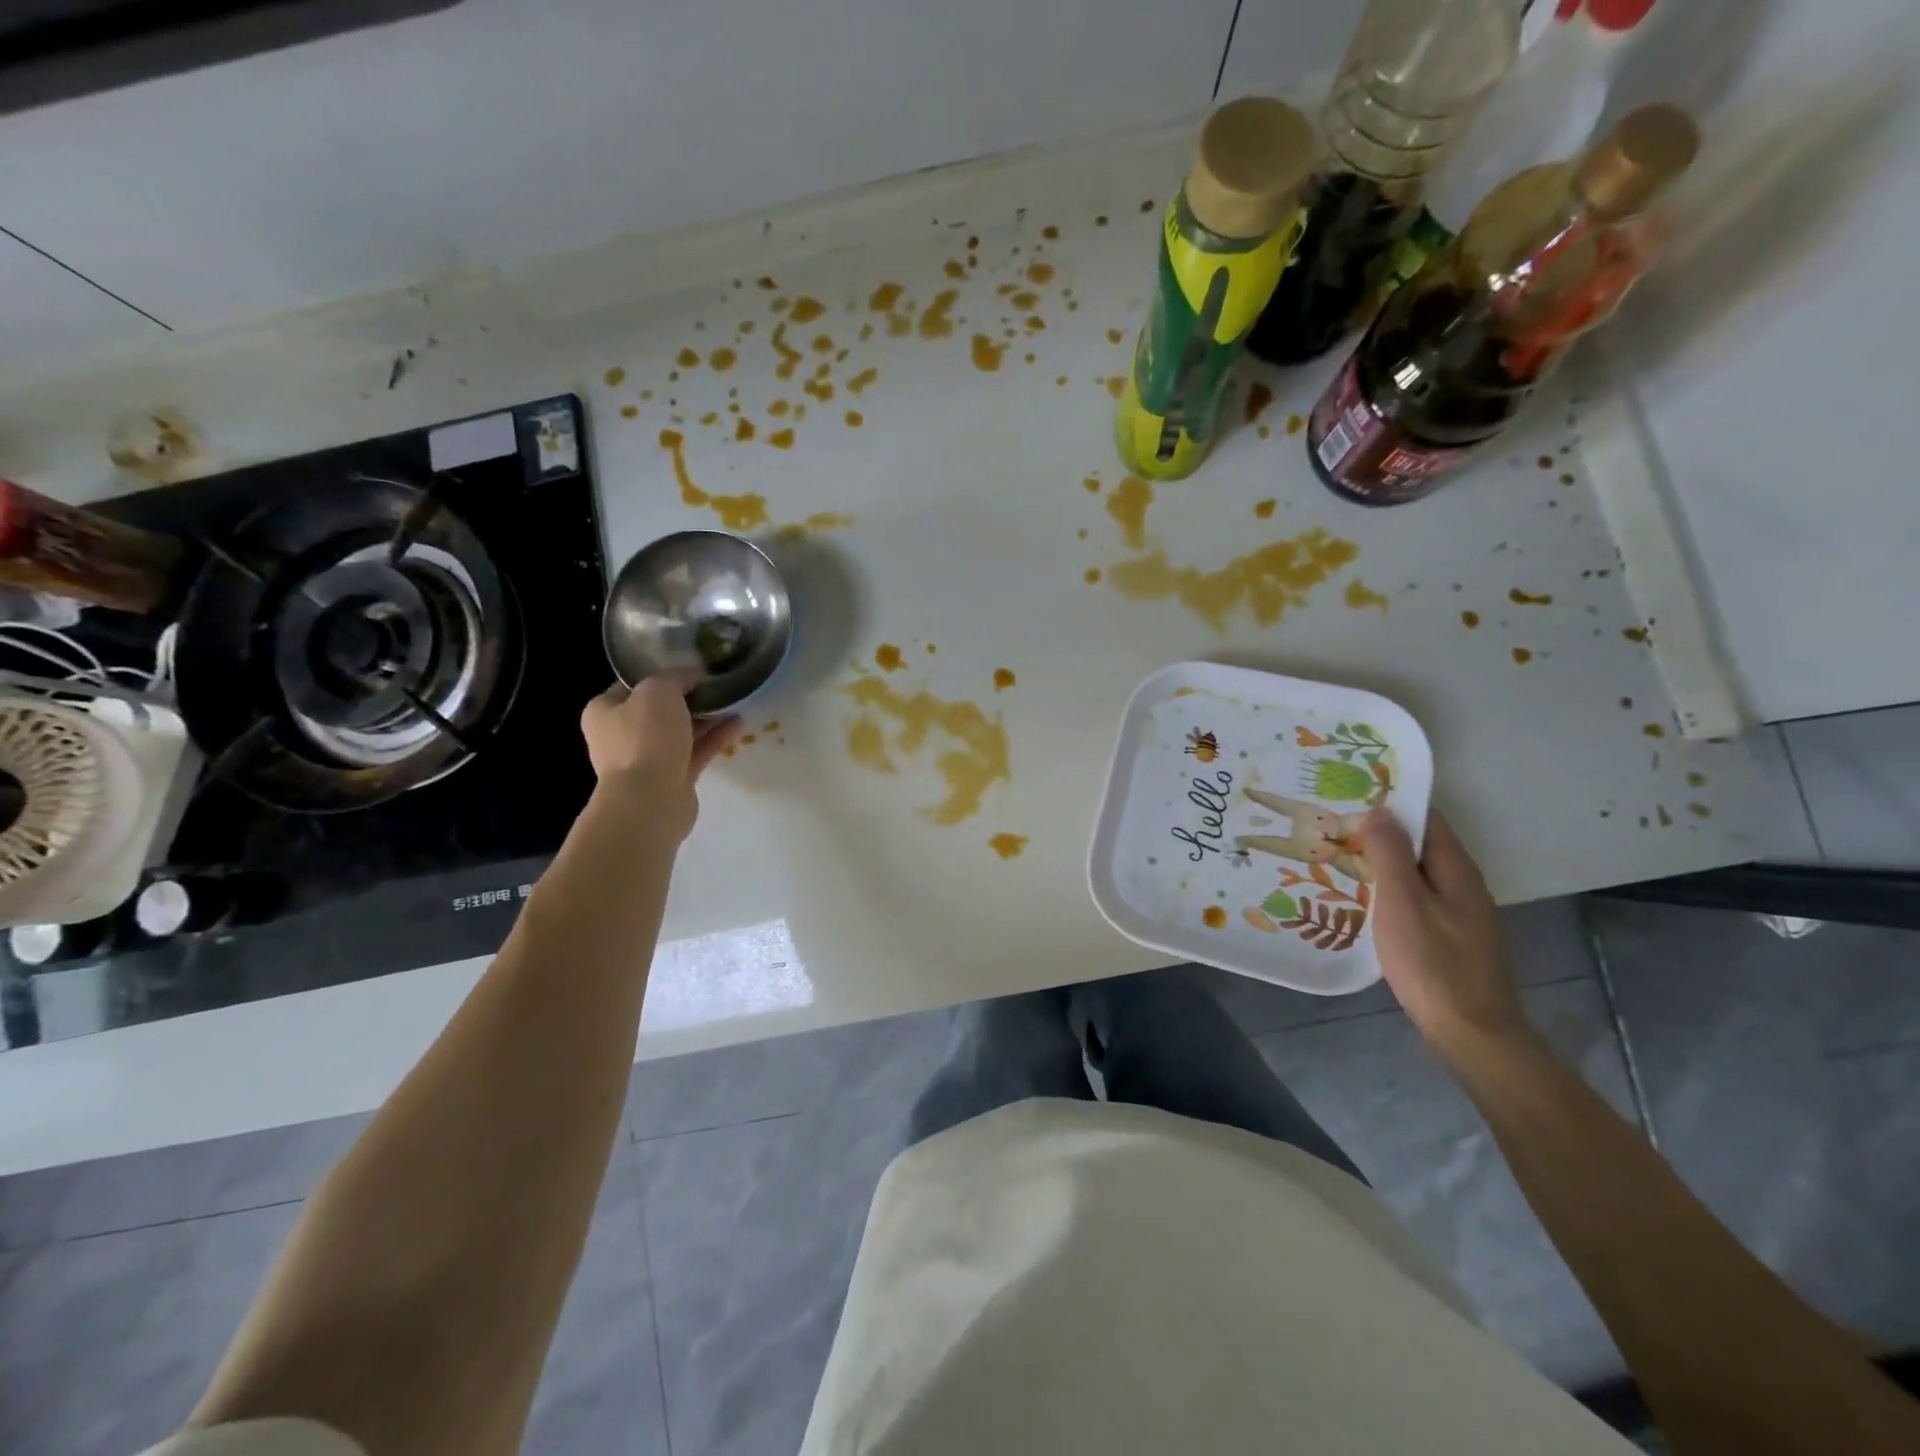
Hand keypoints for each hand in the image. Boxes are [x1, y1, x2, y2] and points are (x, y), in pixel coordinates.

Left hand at [580, 676, 740, 838]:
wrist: (650, 800)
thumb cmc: (645, 738)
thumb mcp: (659, 690)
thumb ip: (677, 676)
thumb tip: (694, 673)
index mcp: (605, 710)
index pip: (633, 684)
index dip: (662, 672)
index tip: (691, 665)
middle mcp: (621, 735)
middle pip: (659, 709)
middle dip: (689, 697)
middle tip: (716, 683)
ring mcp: (647, 759)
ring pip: (681, 731)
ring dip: (706, 718)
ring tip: (734, 701)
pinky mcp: (672, 778)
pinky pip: (696, 752)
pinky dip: (715, 738)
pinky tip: (738, 725)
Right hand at [1357, 809, 1532, 1058]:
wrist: (1470, 1033)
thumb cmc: (1432, 963)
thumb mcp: (1402, 902)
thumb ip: (1390, 854)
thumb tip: (1380, 809)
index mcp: (1456, 869)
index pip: (1426, 819)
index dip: (1391, 805)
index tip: (1349, 799)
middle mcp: (1463, 884)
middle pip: (1421, 845)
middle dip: (1381, 833)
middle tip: (1333, 829)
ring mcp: (1459, 913)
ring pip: (1417, 873)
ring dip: (1383, 862)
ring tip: (1339, 858)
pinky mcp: (1450, 937)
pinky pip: (1417, 898)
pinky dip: (1390, 889)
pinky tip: (1364, 900)